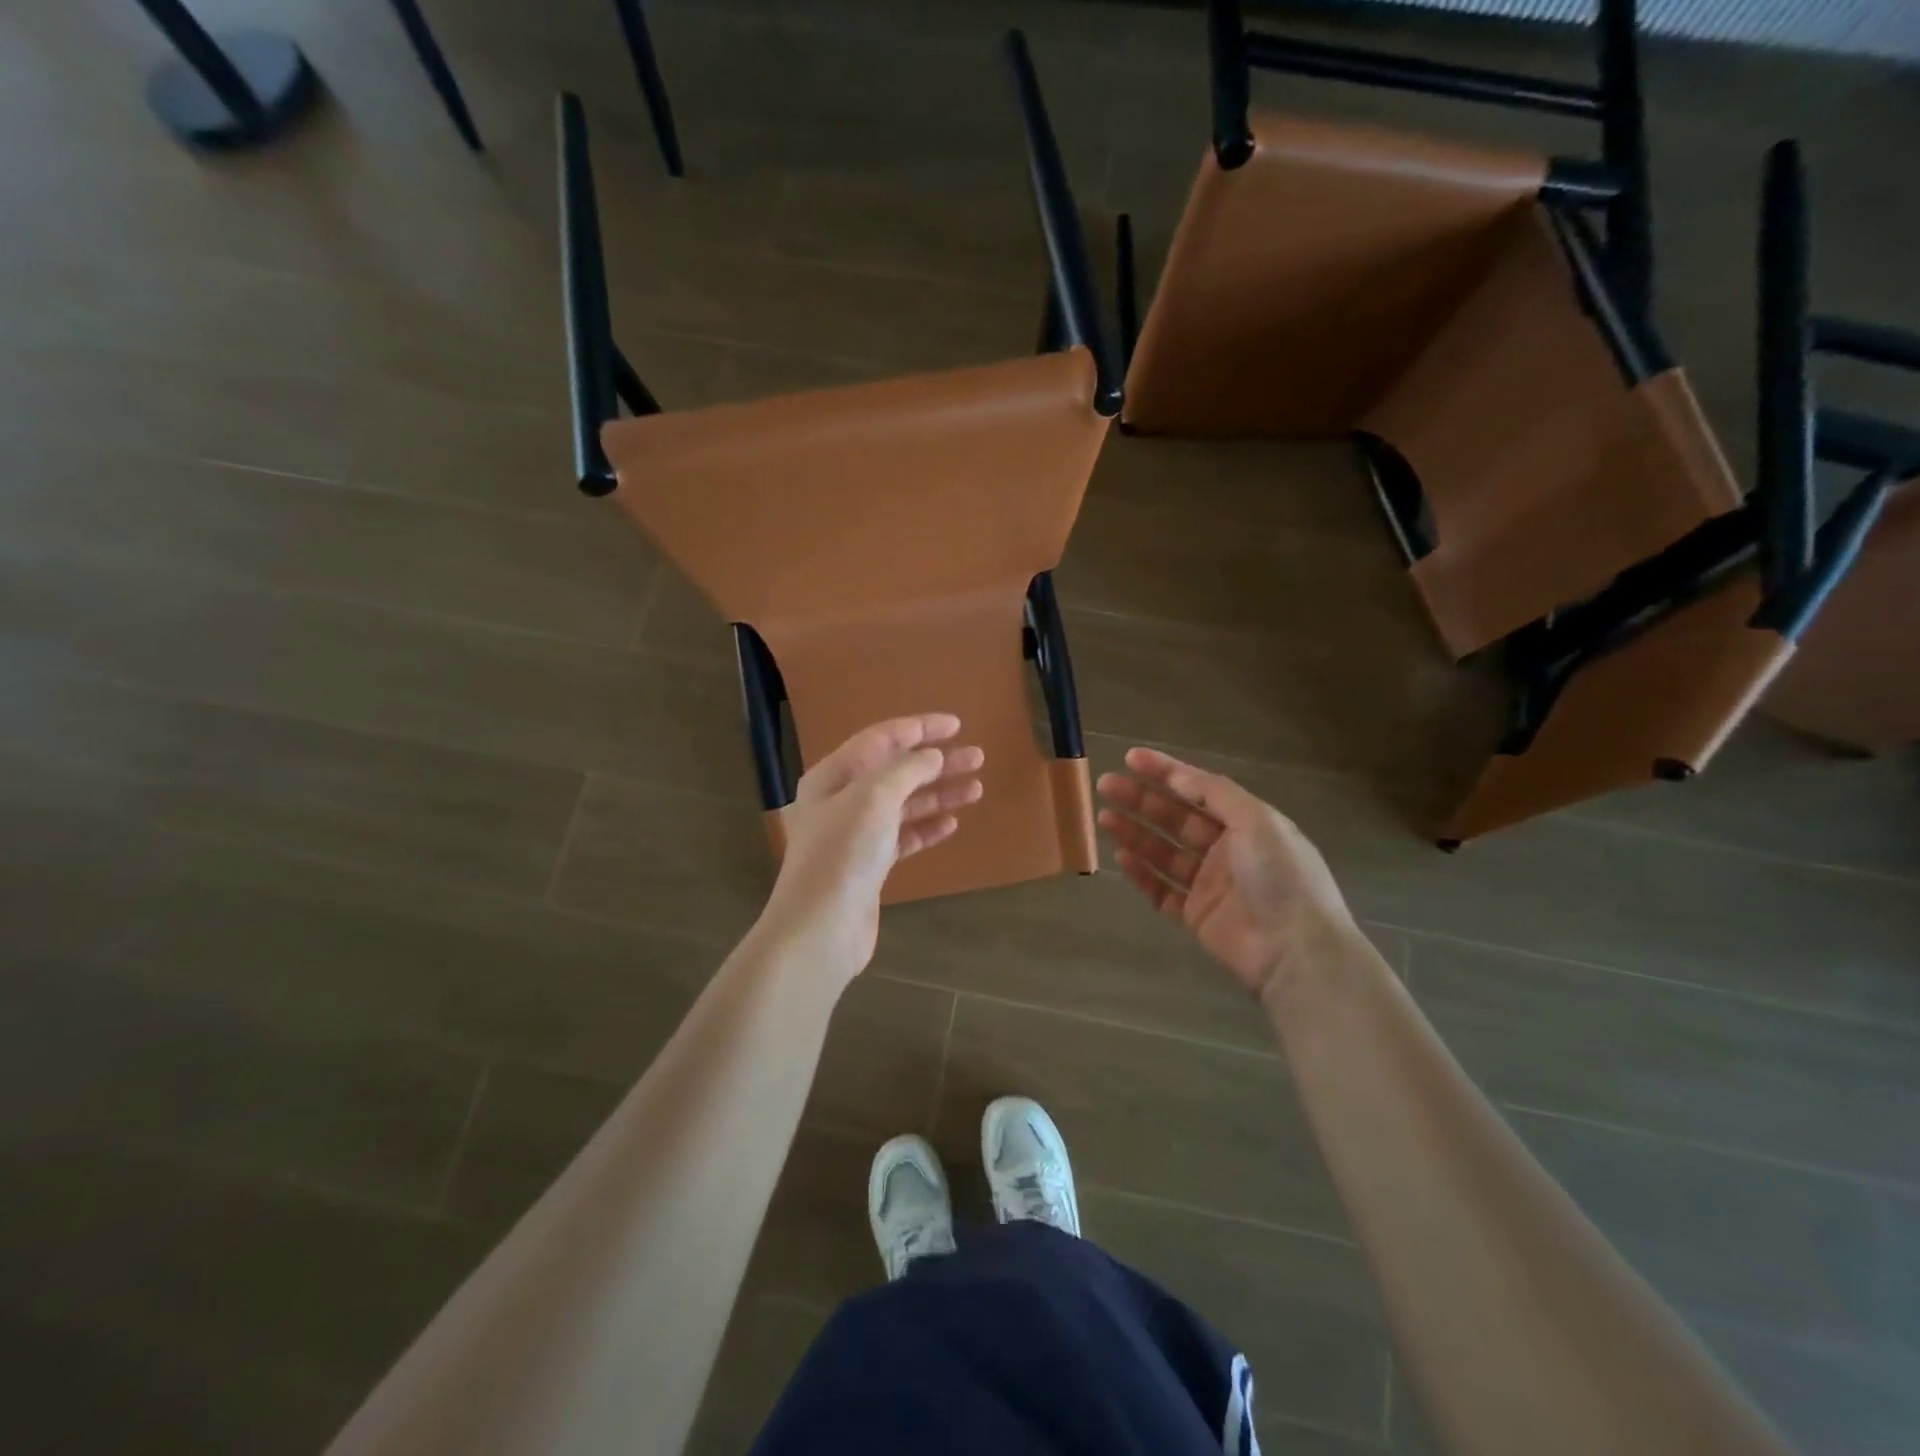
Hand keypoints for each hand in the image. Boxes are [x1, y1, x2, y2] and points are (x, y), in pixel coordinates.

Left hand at [757, 714, 984, 987]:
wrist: (821, 929)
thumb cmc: (843, 854)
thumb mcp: (874, 798)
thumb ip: (906, 770)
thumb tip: (932, 756)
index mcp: (833, 776)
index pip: (881, 739)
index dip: (920, 728)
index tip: (957, 725)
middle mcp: (842, 800)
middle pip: (896, 771)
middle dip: (937, 763)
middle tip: (978, 757)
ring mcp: (855, 834)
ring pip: (903, 804)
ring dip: (938, 794)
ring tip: (976, 789)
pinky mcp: (869, 866)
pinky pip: (903, 836)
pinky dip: (927, 827)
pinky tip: (951, 823)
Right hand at [1097, 747, 1356, 1006]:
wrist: (1296, 951)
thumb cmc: (1280, 876)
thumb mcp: (1256, 820)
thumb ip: (1214, 793)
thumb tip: (1176, 775)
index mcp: (1247, 823)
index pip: (1199, 789)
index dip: (1165, 771)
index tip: (1130, 758)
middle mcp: (1227, 850)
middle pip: (1175, 818)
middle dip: (1141, 800)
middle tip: (1106, 785)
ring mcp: (1210, 884)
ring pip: (1163, 852)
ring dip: (1134, 832)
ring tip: (1103, 817)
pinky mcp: (1196, 916)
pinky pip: (1162, 890)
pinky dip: (1141, 873)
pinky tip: (1120, 857)